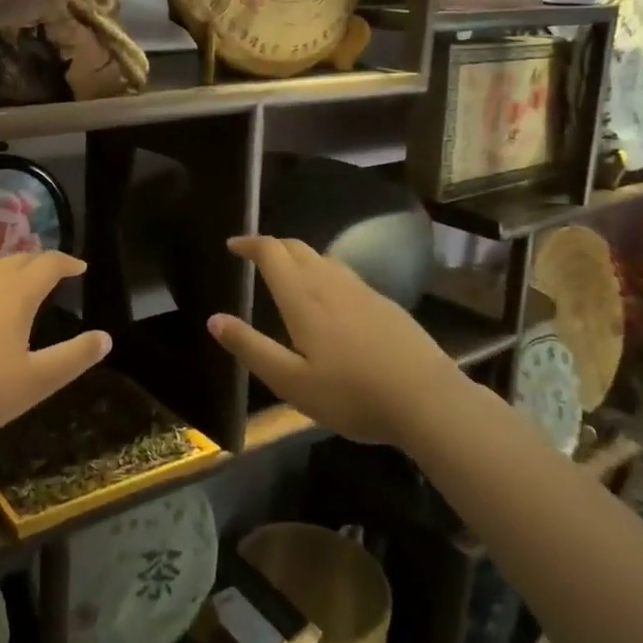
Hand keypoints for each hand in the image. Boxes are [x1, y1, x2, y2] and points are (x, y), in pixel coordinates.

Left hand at [0, 251, 110, 446]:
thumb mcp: (36, 382)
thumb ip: (73, 357)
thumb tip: (105, 337)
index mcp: (15, 295)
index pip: (47, 264)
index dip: (66, 262)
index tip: (80, 267)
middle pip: (16, 260)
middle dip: (38, 262)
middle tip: (51, 272)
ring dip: (6, 271)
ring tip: (15, 284)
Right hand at [208, 235, 449, 442]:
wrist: (428, 399)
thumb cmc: (352, 394)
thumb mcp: (291, 382)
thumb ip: (251, 348)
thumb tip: (214, 320)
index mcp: (303, 298)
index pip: (272, 252)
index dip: (249, 243)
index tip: (233, 246)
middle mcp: (330, 283)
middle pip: (297, 247)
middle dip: (272, 246)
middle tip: (255, 256)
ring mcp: (362, 291)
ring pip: (323, 258)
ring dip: (299, 257)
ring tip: (288, 275)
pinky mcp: (385, 304)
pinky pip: (344, 274)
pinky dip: (324, 272)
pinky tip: (330, 300)